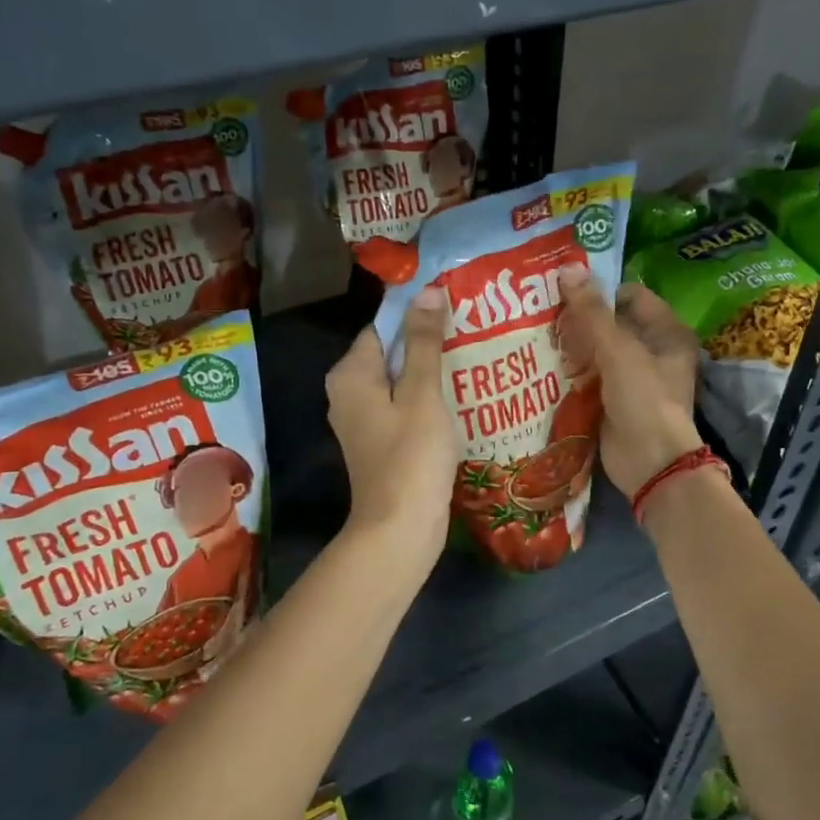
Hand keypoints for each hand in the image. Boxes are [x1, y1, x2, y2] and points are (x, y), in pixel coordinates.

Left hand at [326, 288, 458, 573]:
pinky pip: (402, 408)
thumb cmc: (411, 455)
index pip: (382, 327)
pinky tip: (459, 400)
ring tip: (472, 361)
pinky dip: (426, 402)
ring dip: (430, 374)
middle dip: (427, 345)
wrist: (400, 528)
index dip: (417, 316)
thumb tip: (427, 291)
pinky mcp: (379, 444)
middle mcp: (347, 393)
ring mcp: (362, 421)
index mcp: (350, 374)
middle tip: (471, 335)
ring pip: (398, 383)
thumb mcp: (422, 392)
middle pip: (390, 354)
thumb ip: (423, 341)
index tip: (455, 311)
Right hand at [558, 267, 702, 497]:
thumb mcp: (618, 351)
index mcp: (667, 332)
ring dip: (571, 345)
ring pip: (597, 351)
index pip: (631, 296)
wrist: (651, 464)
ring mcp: (633, 379)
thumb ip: (591, 312)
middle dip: (580, 319)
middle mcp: (653, 352)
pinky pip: (589, 378)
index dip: (600, 289)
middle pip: (611, 324)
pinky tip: (542, 364)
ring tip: (535, 333)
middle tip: (541, 310)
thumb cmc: (644, 399)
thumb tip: (568, 269)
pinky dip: (570, 372)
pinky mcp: (613, 401)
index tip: (563, 288)